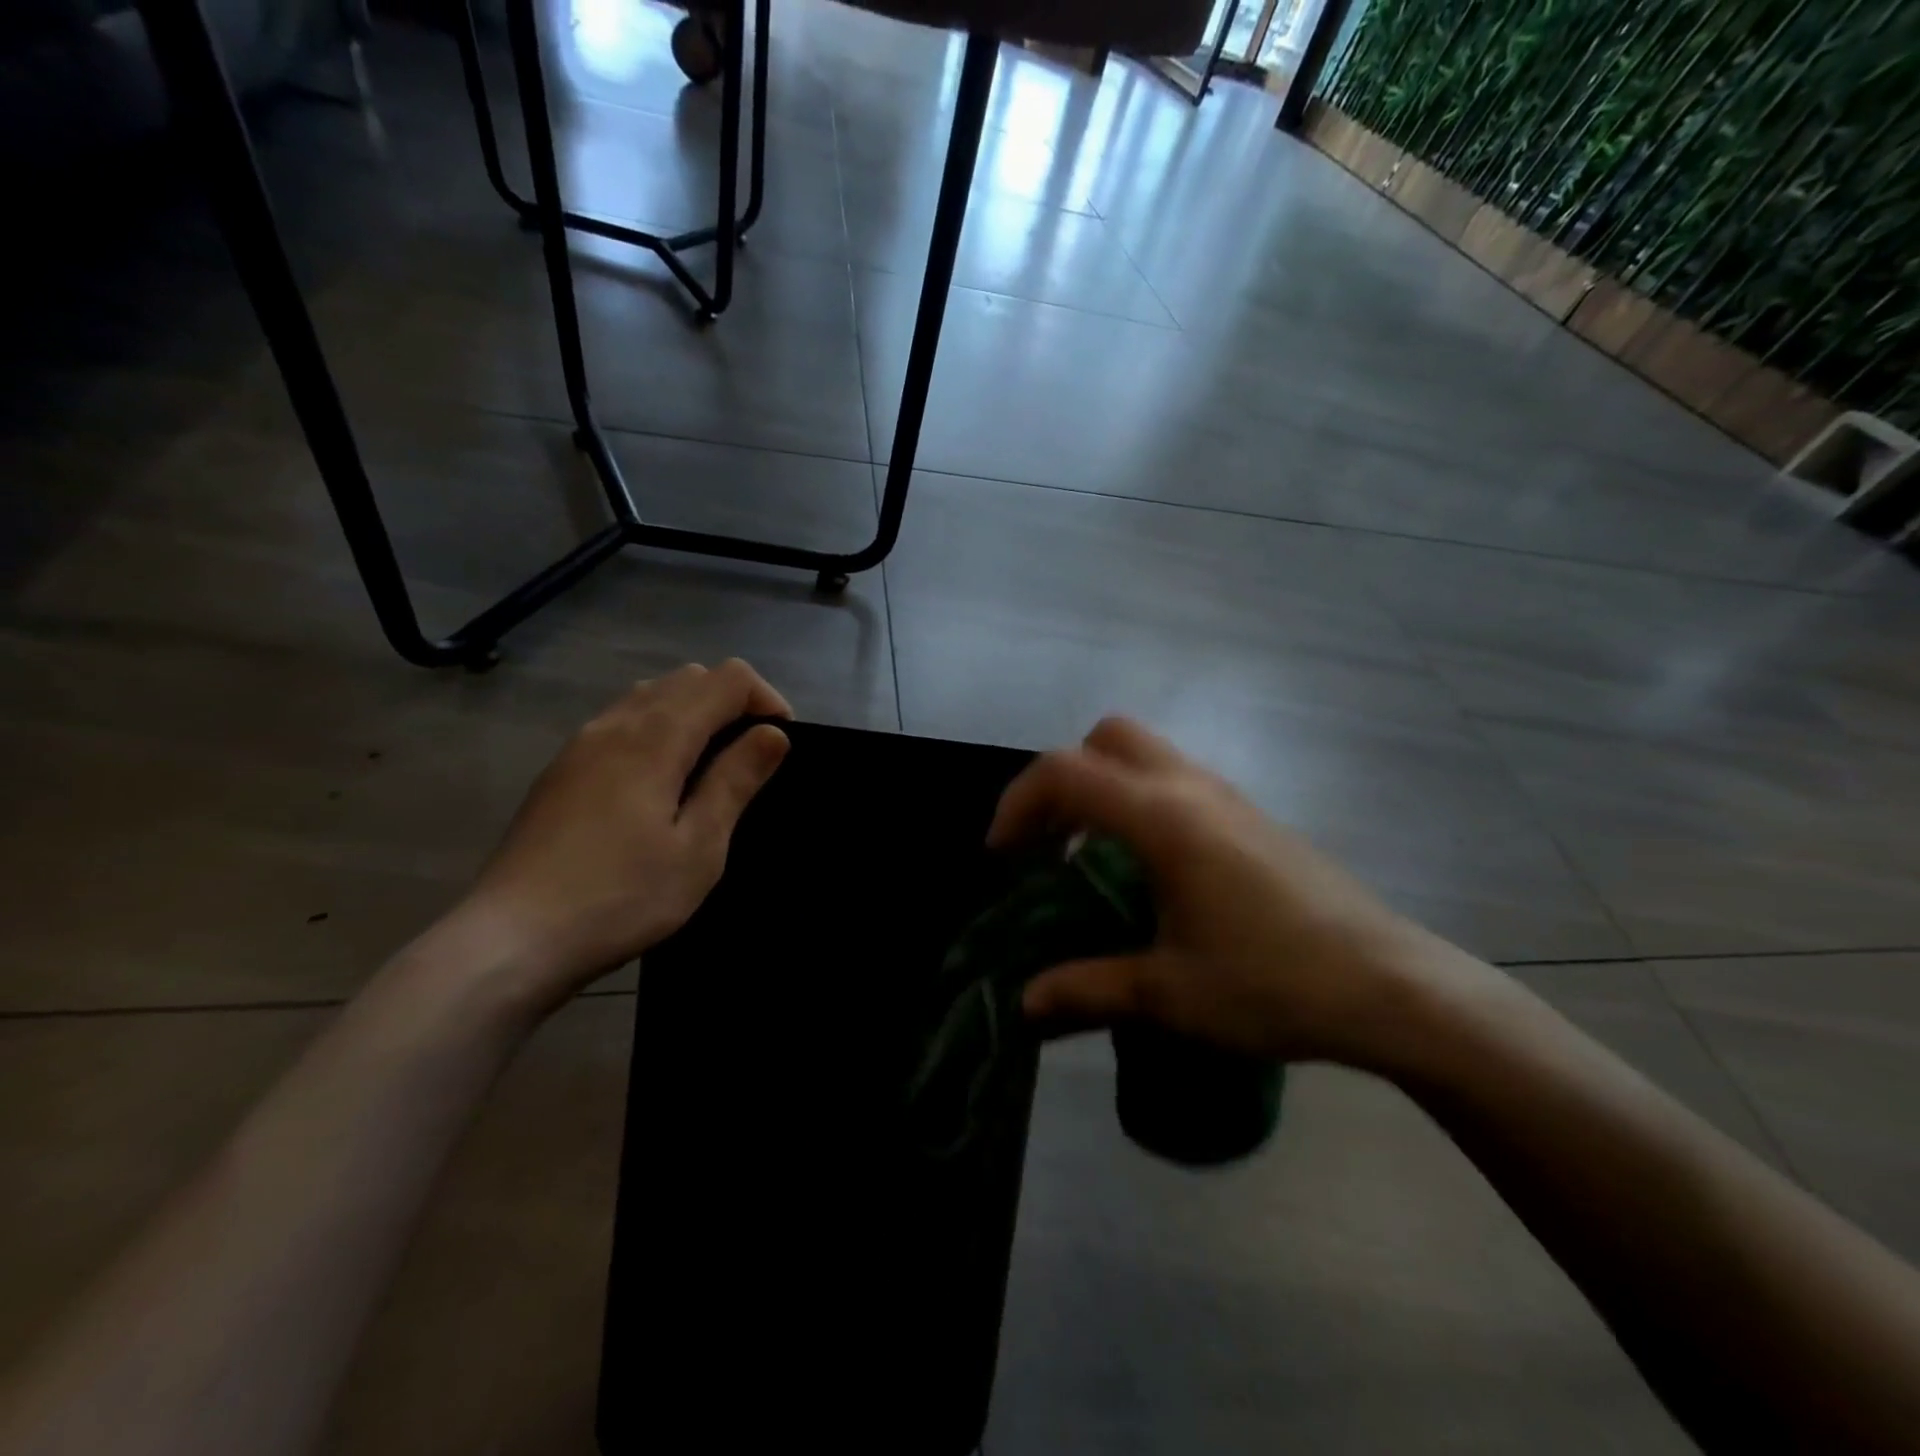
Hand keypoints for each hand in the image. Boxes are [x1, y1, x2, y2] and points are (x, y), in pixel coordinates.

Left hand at [458, 660, 791, 1008]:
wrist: (512, 940)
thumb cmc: (621, 897)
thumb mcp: (699, 847)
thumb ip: (735, 781)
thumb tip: (773, 734)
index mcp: (656, 736)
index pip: (727, 679)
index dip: (766, 700)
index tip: (779, 747)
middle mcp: (617, 723)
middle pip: (689, 678)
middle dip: (733, 702)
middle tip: (751, 758)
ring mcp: (582, 742)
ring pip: (652, 694)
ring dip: (694, 712)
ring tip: (710, 768)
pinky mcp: (563, 768)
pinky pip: (623, 720)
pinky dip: (658, 728)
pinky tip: (660, 783)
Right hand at [989, 717, 1473, 1067]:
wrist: (1392, 988)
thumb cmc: (1273, 984)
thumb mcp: (1168, 995)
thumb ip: (1087, 990)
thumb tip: (1024, 1005)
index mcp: (1163, 818)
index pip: (1065, 772)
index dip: (1018, 803)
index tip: (1002, 857)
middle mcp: (1192, 789)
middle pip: (1107, 738)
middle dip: (1062, 779)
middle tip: (1048, 841)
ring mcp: (1229, 797)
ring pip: (1146, 754)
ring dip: (1102, 788)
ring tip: (1089, 857)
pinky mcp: (1253, 817)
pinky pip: (1176, 781)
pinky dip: (1139, 801)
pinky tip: (1150, 870)